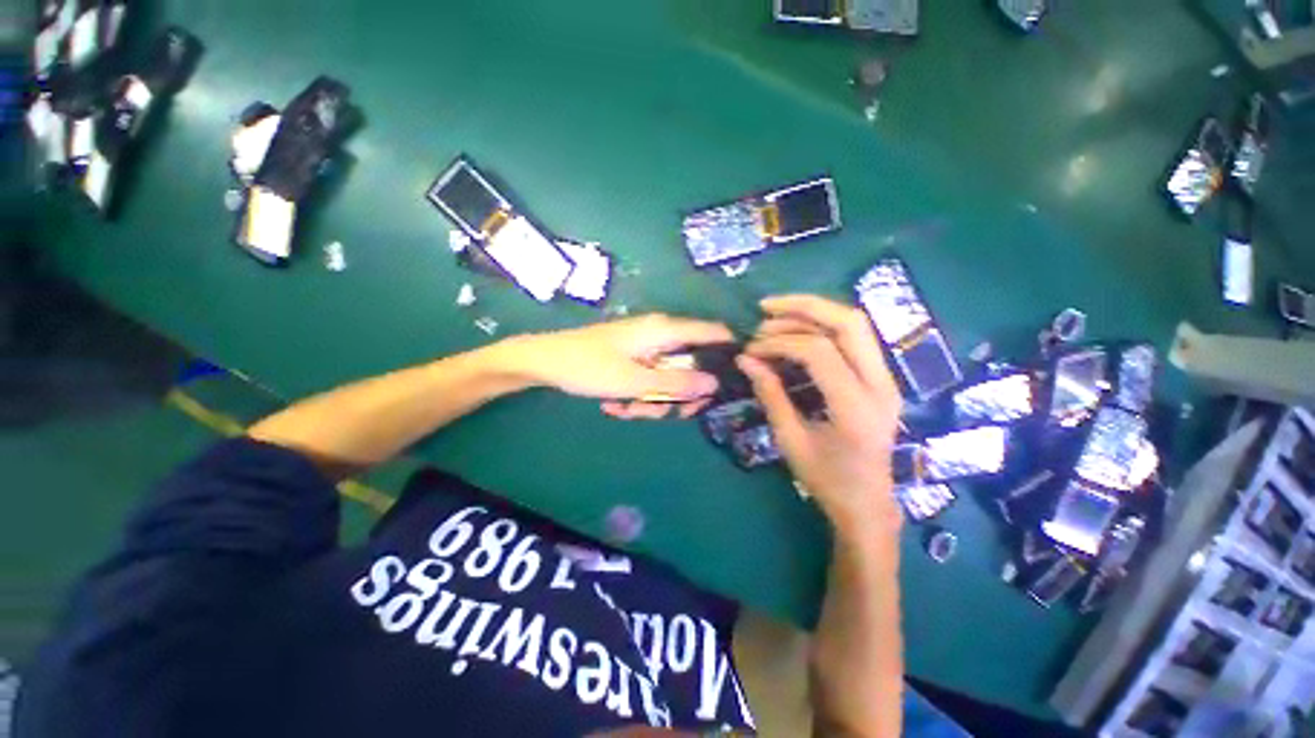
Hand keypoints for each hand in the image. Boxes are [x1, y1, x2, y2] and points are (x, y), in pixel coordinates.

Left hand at [511, 314, 733, 417]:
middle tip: (665, 412)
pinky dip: (639, 394)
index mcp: (664, 330)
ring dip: (653, 399)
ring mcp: (645, 345)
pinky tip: (617, 404)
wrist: (544, 362)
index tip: (730, 383)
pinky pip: (649, 377)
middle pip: (690, 364)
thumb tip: (715, 383)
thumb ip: (677, 382)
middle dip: (679, 393)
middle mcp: (659, 334)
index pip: (713, 332)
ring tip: (627, 409)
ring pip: (668, 376)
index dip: (727, 354)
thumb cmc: (589, 367)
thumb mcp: (635, 381)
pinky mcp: (632, 356)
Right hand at [739, 295, 903, 535]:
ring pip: (856, 324)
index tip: (751, 350)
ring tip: (776, 314)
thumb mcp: (790, 439)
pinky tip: (799, 329)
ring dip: (814, 311)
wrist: (867, 503)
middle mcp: (880, 385)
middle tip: (765, 308)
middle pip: (849, 322)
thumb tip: (745, 359)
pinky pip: (855, 338)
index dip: (780, 343)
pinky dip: (824, 326)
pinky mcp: (882, 378)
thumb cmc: (827, 480)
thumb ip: (770, 394)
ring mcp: (887, 379)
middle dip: (803, 307)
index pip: (819, 351)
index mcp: (856, 407)